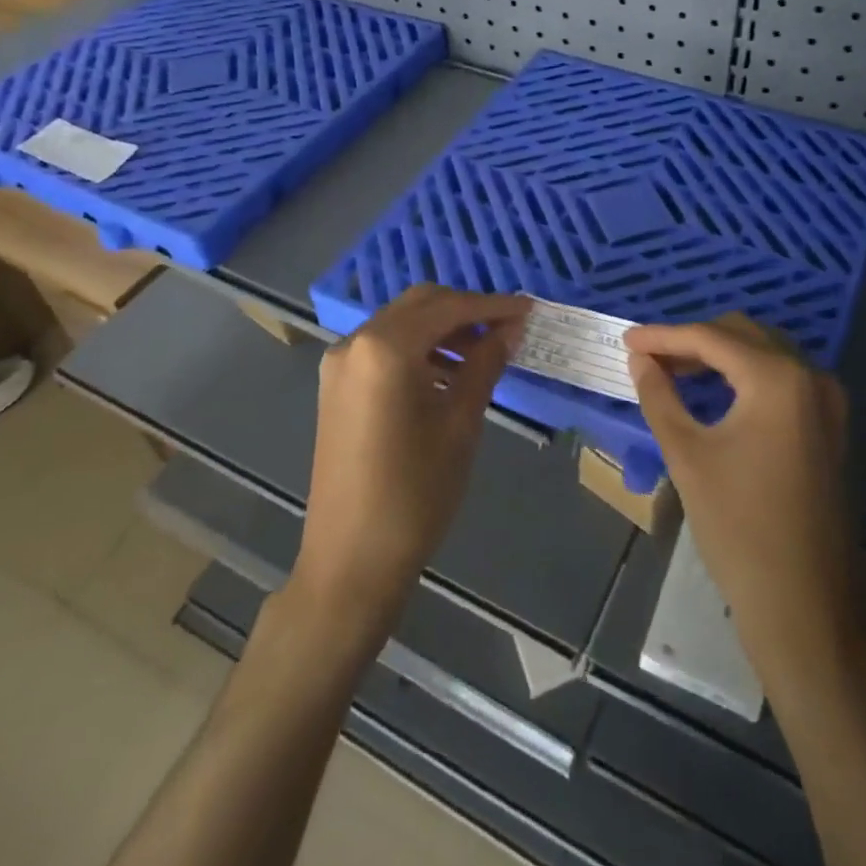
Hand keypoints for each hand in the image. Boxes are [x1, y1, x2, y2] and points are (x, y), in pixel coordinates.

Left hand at [292, 285, 530, 622]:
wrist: (350, 561)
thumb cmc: (415, 493)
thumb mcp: (460, 424)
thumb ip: (485, 364)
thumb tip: (510, 328)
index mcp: (386, 348)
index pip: (449, 307)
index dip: (492, 305)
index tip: (529, 309)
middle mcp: (356, 342)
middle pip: (420, 304)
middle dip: (466, 310)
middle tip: (507, 328)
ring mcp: (340, 363)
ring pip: (400, 322)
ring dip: (442, 328)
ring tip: (483, 352)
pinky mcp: (336, 385)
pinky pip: (383, 347)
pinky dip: (417, 348)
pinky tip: (447, 373)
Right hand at [626, 316, 863, 690]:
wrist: (807, 607)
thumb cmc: (739, 528)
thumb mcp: (688, 455)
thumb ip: (660, 396)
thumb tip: (640, 360)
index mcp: (778, 379)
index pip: (712, 338)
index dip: (665, 336)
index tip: (627, 341)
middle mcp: (811, 376)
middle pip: (742, 335)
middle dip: (692, 341)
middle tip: (648, 358)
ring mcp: (827, 401)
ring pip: (764, 354)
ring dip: (719, 356)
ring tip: (673, 372)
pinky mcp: (830, 426)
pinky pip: (781, 379)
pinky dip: (744, 376)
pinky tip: (714, 392)